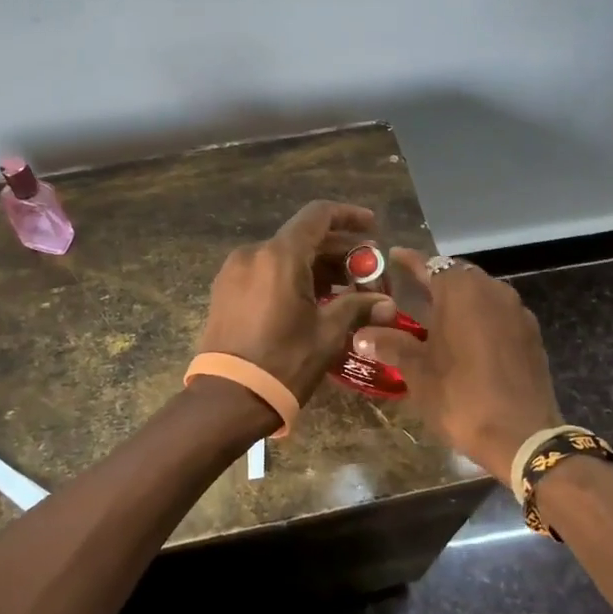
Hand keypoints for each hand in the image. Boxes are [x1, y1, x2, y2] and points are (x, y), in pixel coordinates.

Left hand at [197, 200, 394, 401]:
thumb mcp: (327, 333)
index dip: (349, 216)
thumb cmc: (283, 362)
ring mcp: (234, 272)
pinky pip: (265, 271)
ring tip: (346, 290)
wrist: (227, 398)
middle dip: (339, 251)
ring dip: (317, 266)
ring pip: (284, 256)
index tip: (373, 228)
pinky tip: (314, 300)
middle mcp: (253, 253)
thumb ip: (358, 307)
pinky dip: (292, 276)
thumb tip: (387, 304)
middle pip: (303, 238)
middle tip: (368, 273)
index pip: (318, 215)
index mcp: (280, 256)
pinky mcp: (225, 291)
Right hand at [351, 250, 562, 482]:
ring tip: (436, 317)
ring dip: (459, 300)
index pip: (429, 264)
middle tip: (411, 291)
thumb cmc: (460, 396)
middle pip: (458, 275)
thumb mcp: (417, 371)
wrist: (523, 436)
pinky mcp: (531, 335)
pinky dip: (480, 318)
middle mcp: (492, 290)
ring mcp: (517, 311)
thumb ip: (390, 344)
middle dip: (435, 281)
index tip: (393, 256)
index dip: (409, 261)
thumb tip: (361, 335)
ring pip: (481, 293)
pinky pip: (499, 314)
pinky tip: (467, 340)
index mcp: (461, 291)